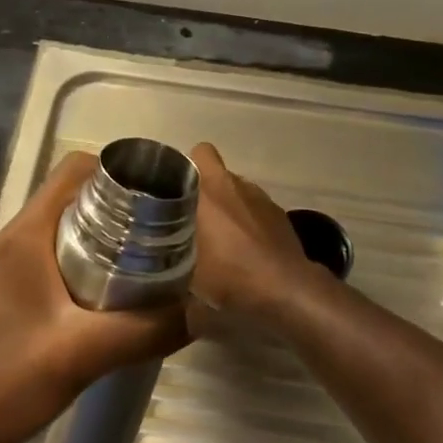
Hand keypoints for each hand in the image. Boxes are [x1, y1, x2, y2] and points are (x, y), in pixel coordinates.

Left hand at [0, 151, 190, 442]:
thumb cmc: (4, 382)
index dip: (118, 172)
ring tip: (147, 261)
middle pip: (74, 196)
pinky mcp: (8, 289)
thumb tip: (202, 310)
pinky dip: (87, 260)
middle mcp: (14, 238)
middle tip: (163, 232)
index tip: (159, 197)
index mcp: (25, 234)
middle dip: (120, 207)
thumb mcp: (82, 355)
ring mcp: (8, 264)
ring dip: (105, 236)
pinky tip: (113, 295)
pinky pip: (55, 255)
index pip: (73, 170)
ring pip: (66, 227)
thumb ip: (145, 330)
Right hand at [188, 142, 328, 321]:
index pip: (200, 153)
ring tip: (218, 236)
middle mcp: (237, 185)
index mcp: (210, 190)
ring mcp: (262, 199)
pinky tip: (244, 248)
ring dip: (227, 205)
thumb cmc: (231, 276)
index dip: (188, 167)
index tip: (176, 189)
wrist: (286, 289)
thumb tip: (156, 287)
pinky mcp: (280, 214)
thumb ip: (170, 272)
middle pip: (217, 174)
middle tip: (191, 218)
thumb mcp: (189, 280)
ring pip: (237, 191)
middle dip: (204, 190)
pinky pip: (255, 209)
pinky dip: (248, 220)